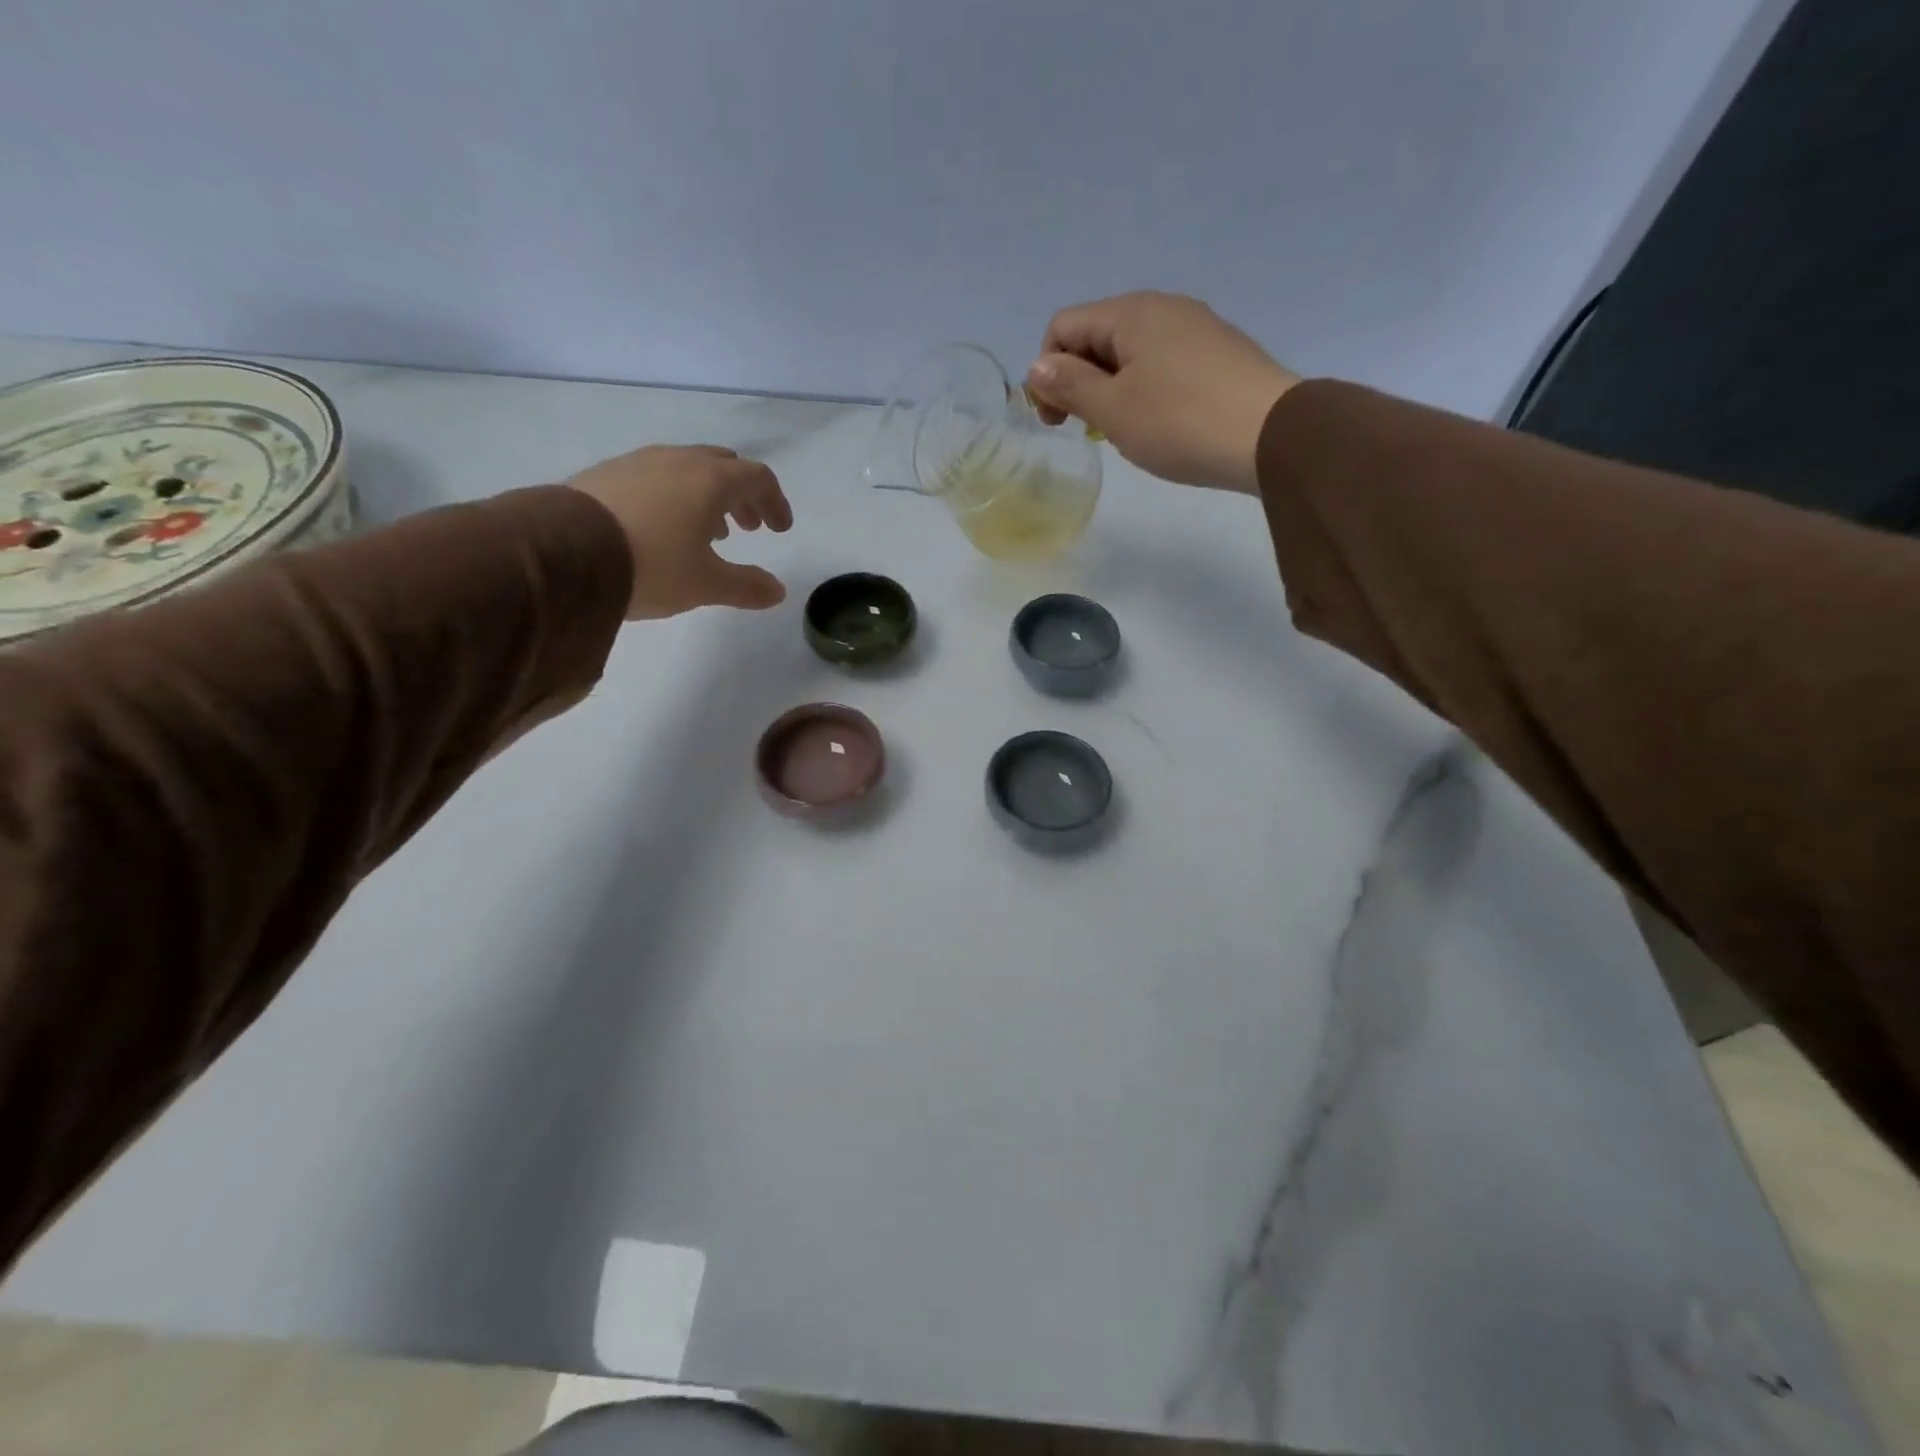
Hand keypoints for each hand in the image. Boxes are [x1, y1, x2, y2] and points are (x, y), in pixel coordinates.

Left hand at [569, 445, 793, 619]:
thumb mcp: (706, 585)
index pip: (758, 478)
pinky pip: (655, 476)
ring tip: (707, 532)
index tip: (779, 529)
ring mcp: (638, 462)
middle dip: (742, 496)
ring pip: (688, 469)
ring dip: (707, 496)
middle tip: (748, 527)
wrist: (562, 552)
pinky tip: (662, 527)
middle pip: (724, 466)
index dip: (775, 502)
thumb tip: (778, 591)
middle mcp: (678, 461)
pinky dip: (673, 496)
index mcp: (711, 481)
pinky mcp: (606, 473)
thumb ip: (747, 587)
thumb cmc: (651, 565)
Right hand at [1026, 292, 1299, 493]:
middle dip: (1078, 380)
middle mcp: (1163, 307)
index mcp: (1130, 313)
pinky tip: (1161, 423)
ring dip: (1112, 389)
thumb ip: (1070, 385)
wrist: (1272, 435)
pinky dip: (1146, 390)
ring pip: (1131, 352)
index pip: (1063, 327)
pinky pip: (1163, 363)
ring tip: (1124, 431)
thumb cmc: (1180, 422)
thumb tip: (1037, 367)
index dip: (1046, 372)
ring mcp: (1196, 328)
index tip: (1056, 420)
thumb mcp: (1113, 409)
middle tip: (1087, 429)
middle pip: (1097, 336)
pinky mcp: (1219, 352)